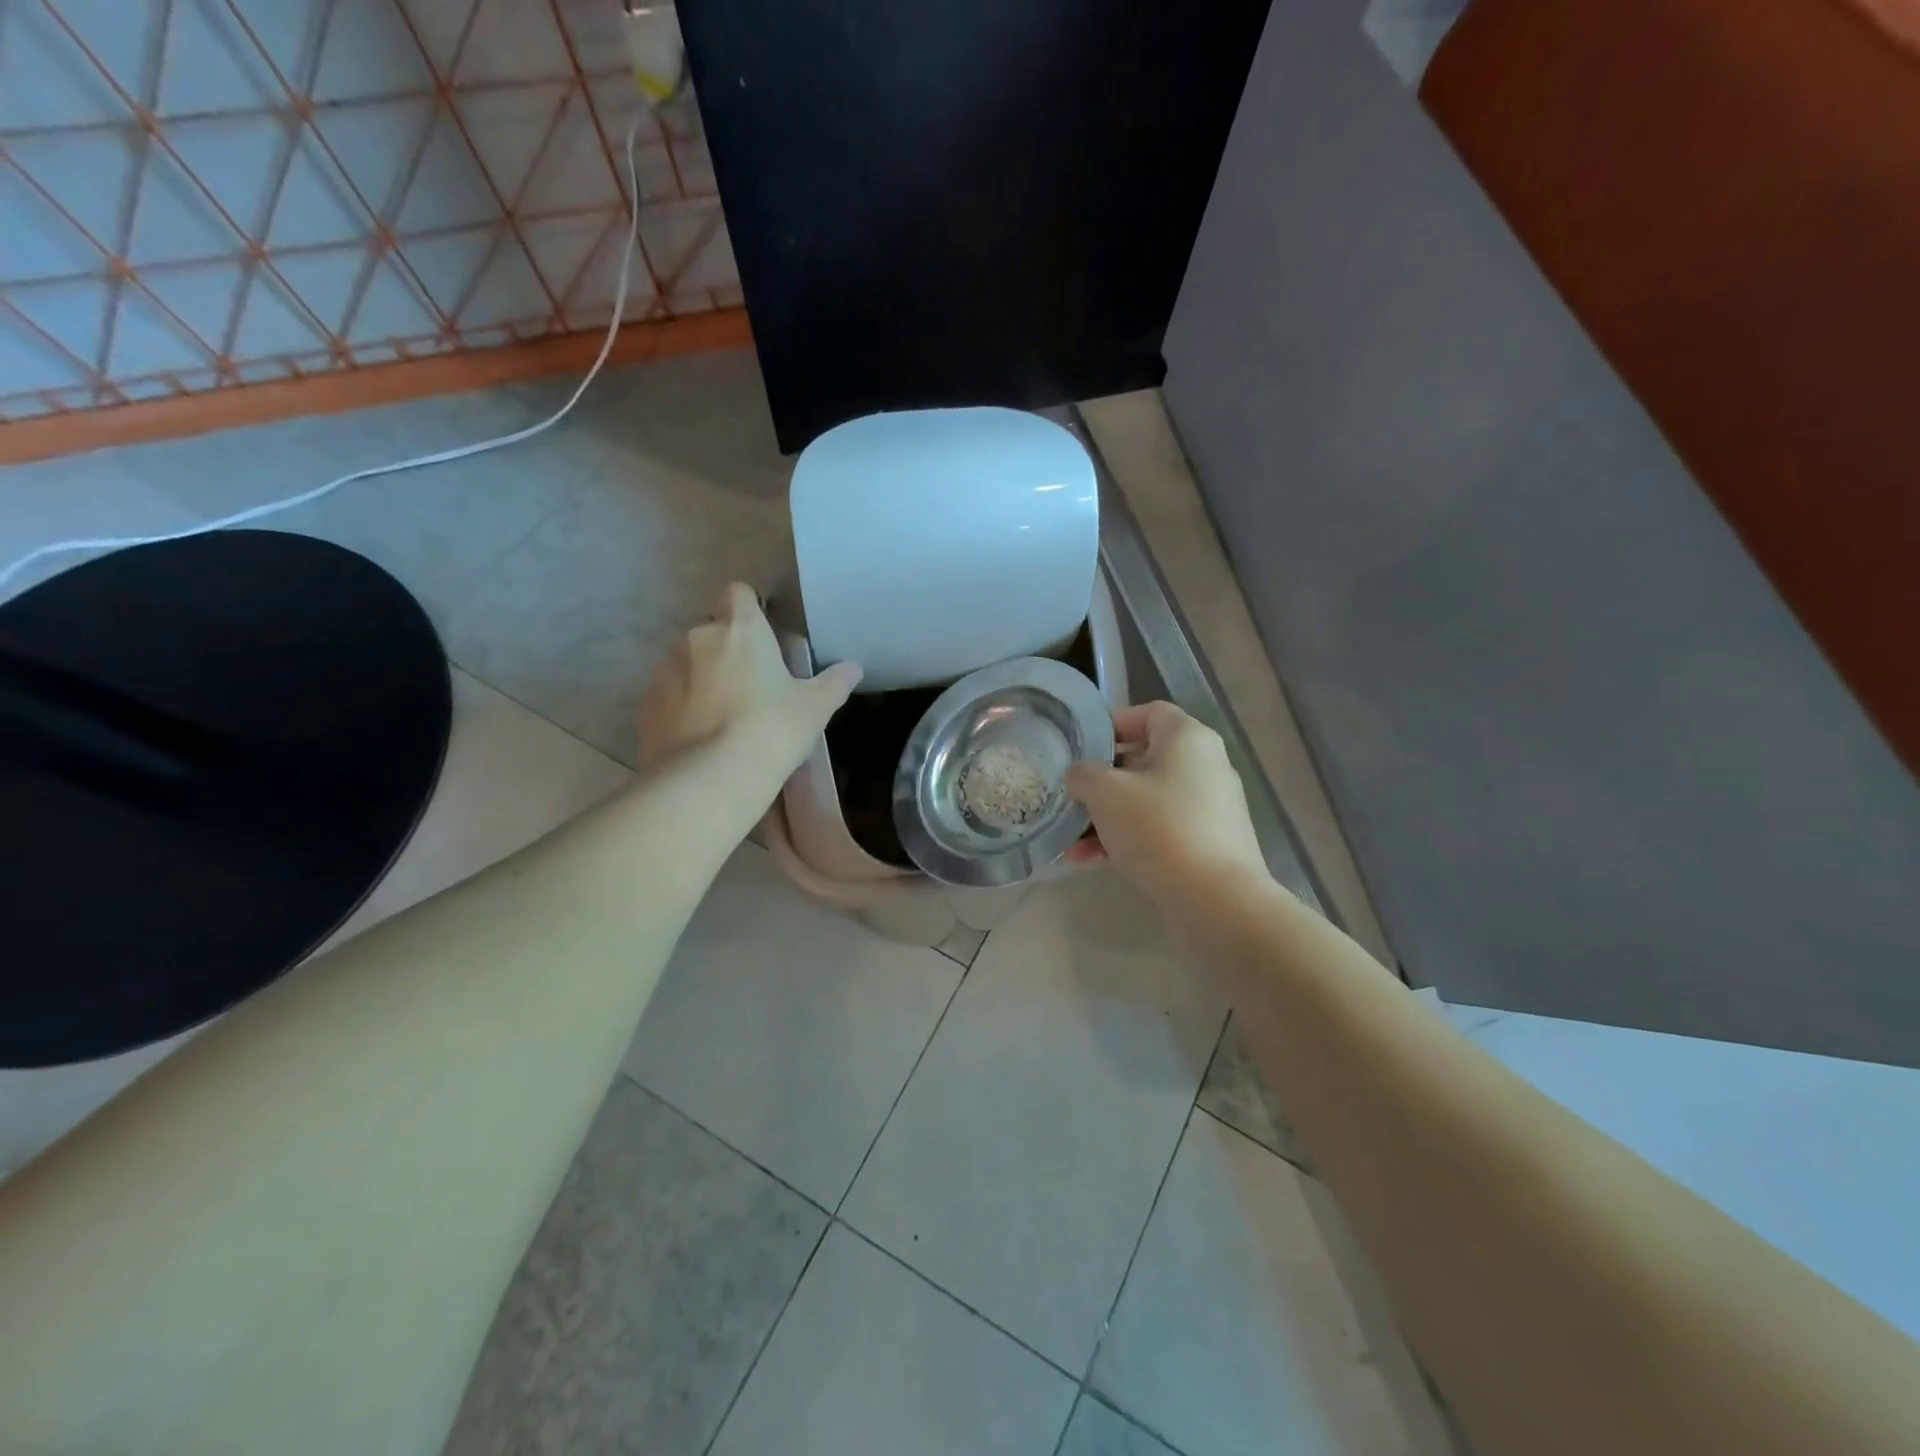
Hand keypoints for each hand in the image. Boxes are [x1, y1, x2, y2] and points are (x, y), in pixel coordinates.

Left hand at [637, 583, 861, 789]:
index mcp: (740, 629)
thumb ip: (835, 682)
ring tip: (723, 714)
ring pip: (687, 661)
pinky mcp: (646, 704)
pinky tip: (699, 735)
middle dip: (728, 648)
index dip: (751, 608)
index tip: (765, 634)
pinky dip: (682, 705)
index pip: (739, 592)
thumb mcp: (815, 708)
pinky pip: (668, 693)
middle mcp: (697, 638)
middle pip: (713, 629)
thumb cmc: (771, 730)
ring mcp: (665, 670)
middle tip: (752, 683)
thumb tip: (854, 668)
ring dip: (703, 676)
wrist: (710, 780)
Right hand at [1064, 702, 1267, 902]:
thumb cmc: (1157, 826)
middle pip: (1144, 760)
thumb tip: (1080, 774)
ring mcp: (1210, 806)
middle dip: (1102, 781)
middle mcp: (1205, 764)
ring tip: (1072, 842)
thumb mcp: (1105, 792)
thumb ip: (1083, 774)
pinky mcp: (1209, 842)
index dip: (1112, 724)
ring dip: (1108, 817)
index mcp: (1187, 738)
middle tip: (1072, 796)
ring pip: (1147, 800)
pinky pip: (1160, 830)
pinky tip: (1092, 862)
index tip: (1081, 746)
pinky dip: (1129, 839)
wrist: (1215, 897)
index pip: (1148, 713)